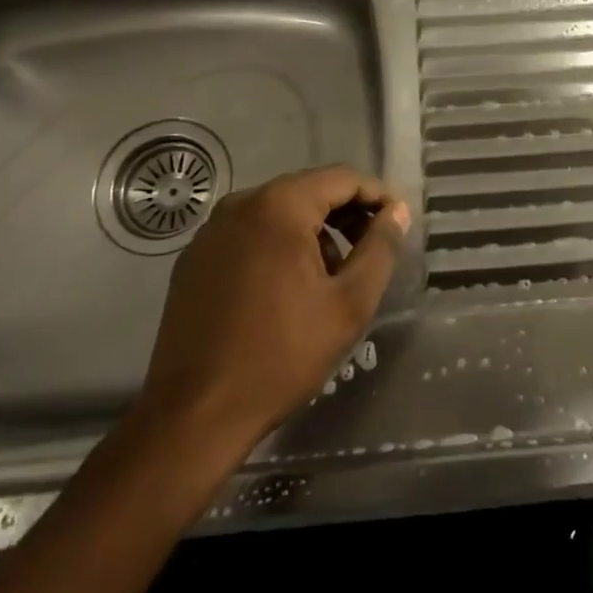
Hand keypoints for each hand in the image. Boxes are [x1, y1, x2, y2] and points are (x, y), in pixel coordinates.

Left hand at [135, 165, 409, 451]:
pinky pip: (249, 233)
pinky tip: (288, 286)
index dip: (377, 195)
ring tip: (333, 274)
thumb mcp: (348, 304)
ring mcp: (211, 231)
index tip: (398, 221)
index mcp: (279, 206)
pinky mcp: (194, 258)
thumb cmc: (281, 355)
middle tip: (372, 248)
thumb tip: (396, 212)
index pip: (342, 178)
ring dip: (313, 230)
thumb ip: (379, 249)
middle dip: (346, 213)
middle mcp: (241, 204)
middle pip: (308, 190)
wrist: (194, 415)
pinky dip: (278, 244)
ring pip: (278, 211)